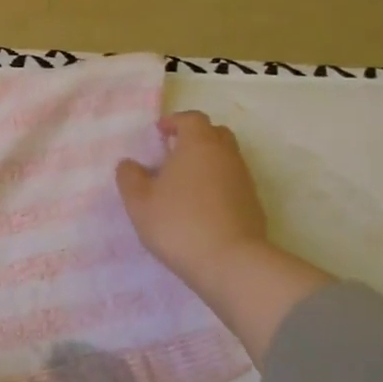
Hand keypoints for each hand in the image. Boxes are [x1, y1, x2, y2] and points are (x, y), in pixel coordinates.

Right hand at [116, 111, 329, 361]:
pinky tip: (201, 207)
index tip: (159, 133)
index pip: (191, 119)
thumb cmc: (178, 223)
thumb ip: (129, 177)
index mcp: (198, 144)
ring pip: (225, 159)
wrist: (230, 262)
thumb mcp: (139, 202)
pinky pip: (232, 183)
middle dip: (194, 138)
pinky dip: (217, 185)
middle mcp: (226, 155)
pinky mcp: (253, 204)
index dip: (174, 122)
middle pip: (214, 134)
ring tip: (184, 184)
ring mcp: (244, 179)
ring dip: (206, 163)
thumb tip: (129, 164)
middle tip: (173, 154)